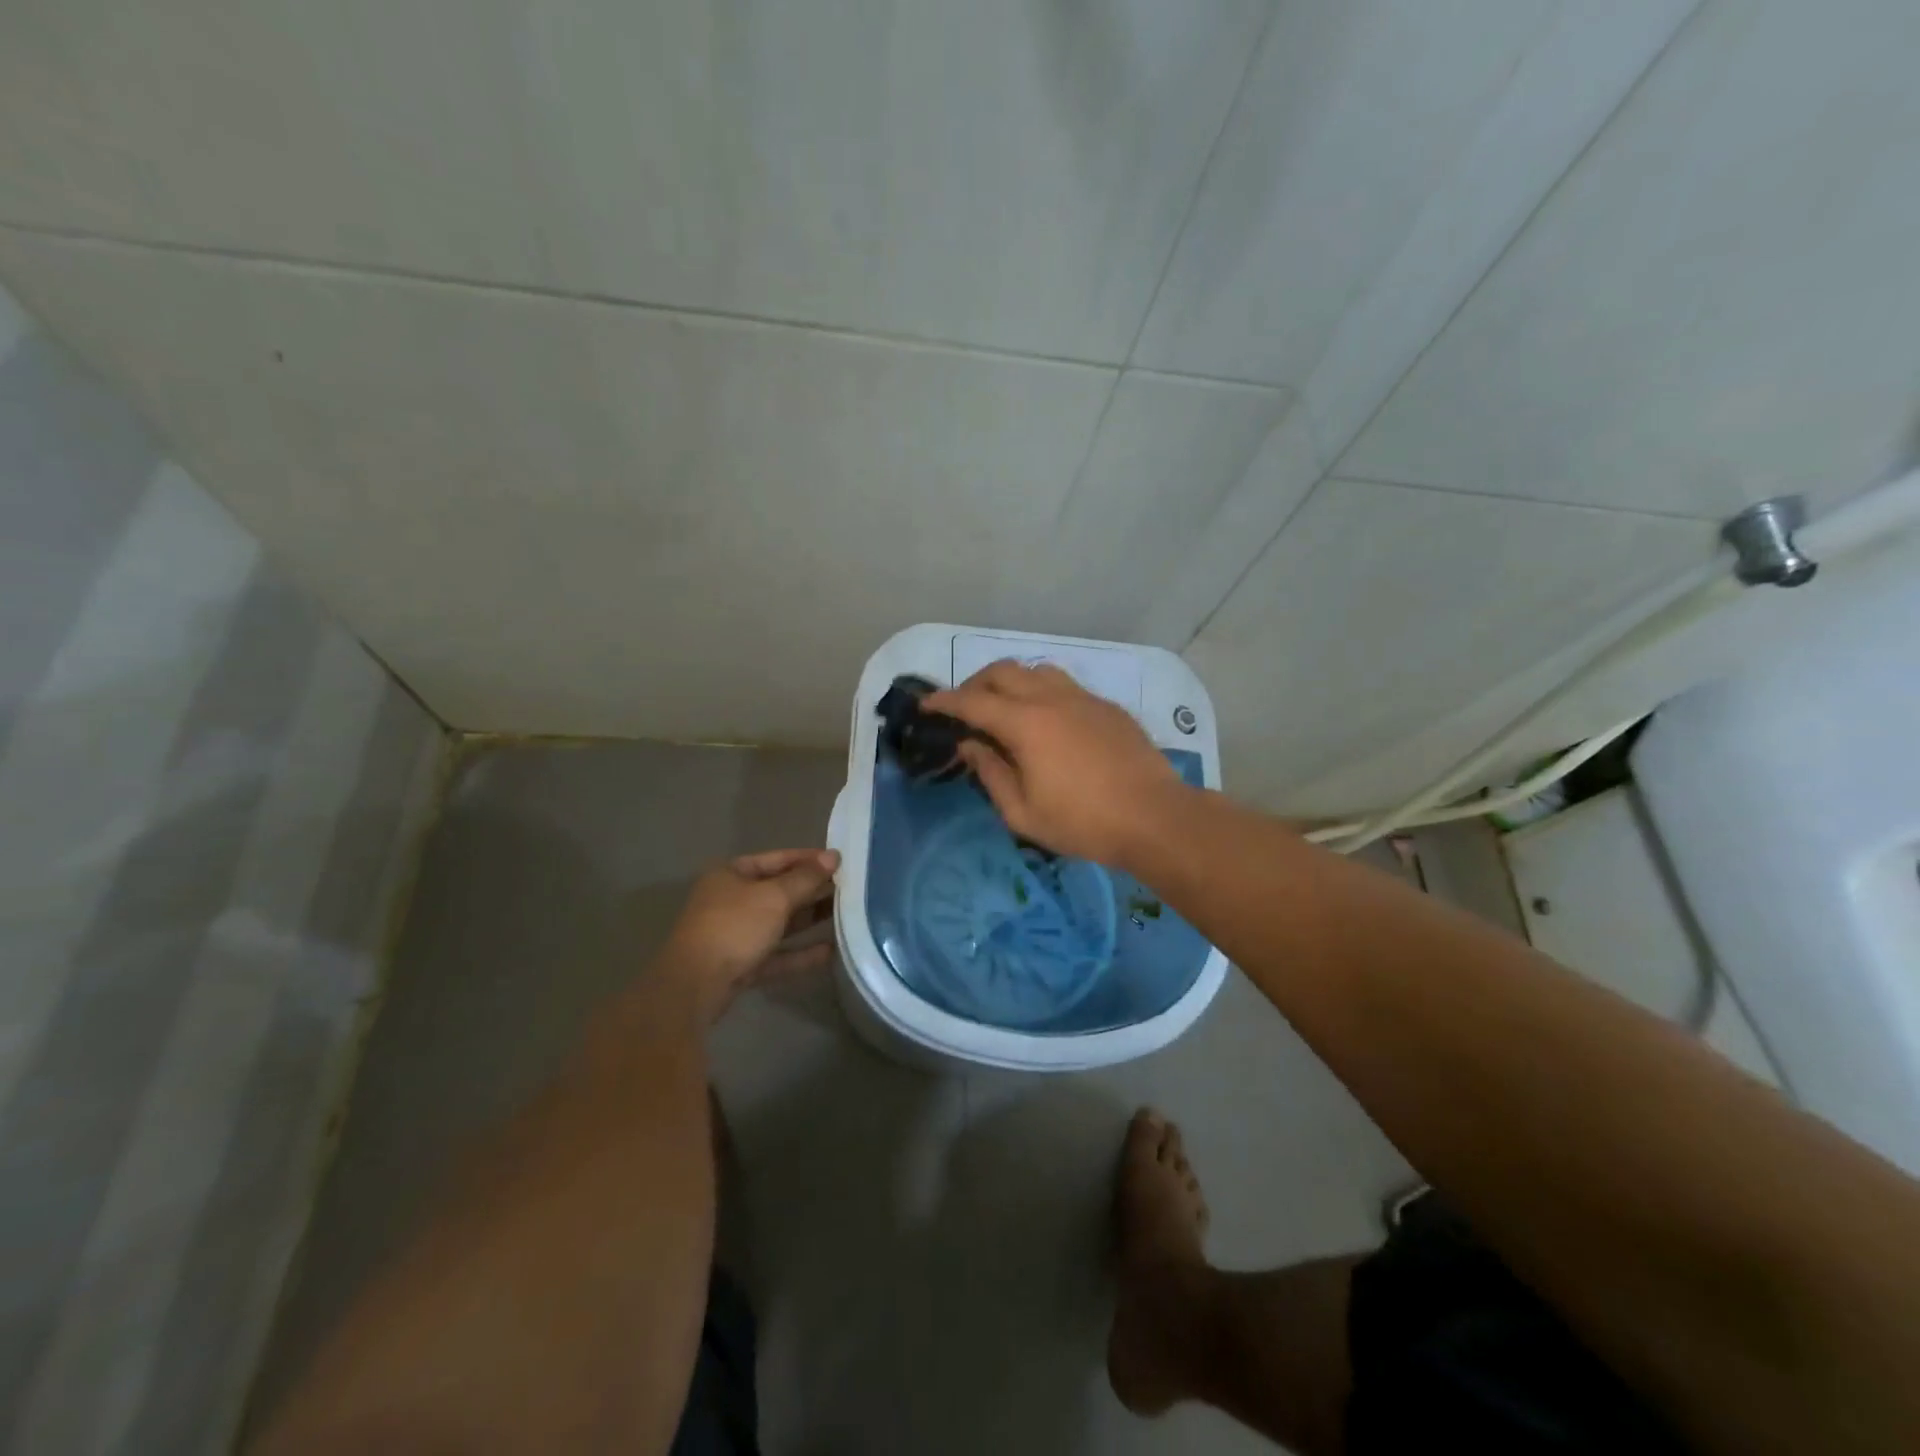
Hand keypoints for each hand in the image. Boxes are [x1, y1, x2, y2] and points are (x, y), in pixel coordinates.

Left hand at [657, 849, 839, 1018]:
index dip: (809, 859)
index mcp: (731, 874)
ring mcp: (735, 935)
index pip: (777, 859)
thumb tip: (833, 857)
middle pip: (779, 891)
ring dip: (810, 920)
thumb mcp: (774, 897)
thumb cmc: (734, 927)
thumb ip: (806, 878)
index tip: (841, 862)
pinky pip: (776, 954)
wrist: (694, 986)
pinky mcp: (741, 966)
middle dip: (813, 890)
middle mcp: (731, 901)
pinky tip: (830, 951)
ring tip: (846, 915)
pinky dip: (800, 952)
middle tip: (850, 888)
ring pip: (780, 923)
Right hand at [925, 662, 1184, 864]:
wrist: (1154, 817)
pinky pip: (1065, 686)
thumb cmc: (1082, 823)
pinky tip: (1047, 721)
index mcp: (1025, 723)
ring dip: (1012, 682)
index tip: (926, 705)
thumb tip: (970, 746)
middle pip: (1003, 672)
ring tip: (1005, 709)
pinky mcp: (1106, 707)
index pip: (972, 702)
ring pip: (1037, 671)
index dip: (944, 701)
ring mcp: (1083, 698)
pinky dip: (1043, 693)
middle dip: (975, 684)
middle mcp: (1051, 698)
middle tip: (965, 709)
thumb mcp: (1022, 812)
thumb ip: (990, 773)